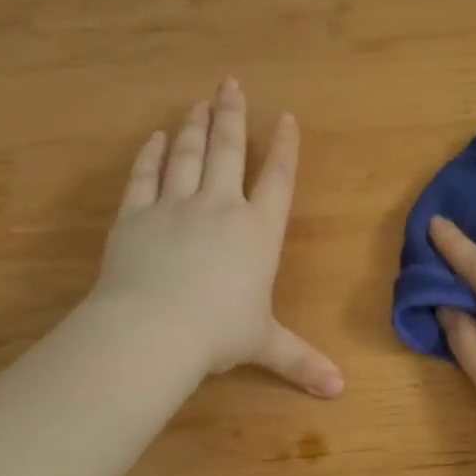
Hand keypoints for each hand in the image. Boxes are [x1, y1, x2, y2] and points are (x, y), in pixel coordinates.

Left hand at [94, 79, 342, 397]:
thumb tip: (340, 390)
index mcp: (258, 231)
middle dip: (232, 116)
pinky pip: (145, 176)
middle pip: (228, 150)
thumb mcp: (265, 345)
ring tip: (199, 101)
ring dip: (195, 125)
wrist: (152, 330)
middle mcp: (220, 207)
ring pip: (188, 154)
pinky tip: (156, 137)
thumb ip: (301, 360)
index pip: (277, 179)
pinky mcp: (135, 215)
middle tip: (231, 84)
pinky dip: (151, 155)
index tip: (286, 118)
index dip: (284, 147)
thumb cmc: (218, 333)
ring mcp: (174, 206)